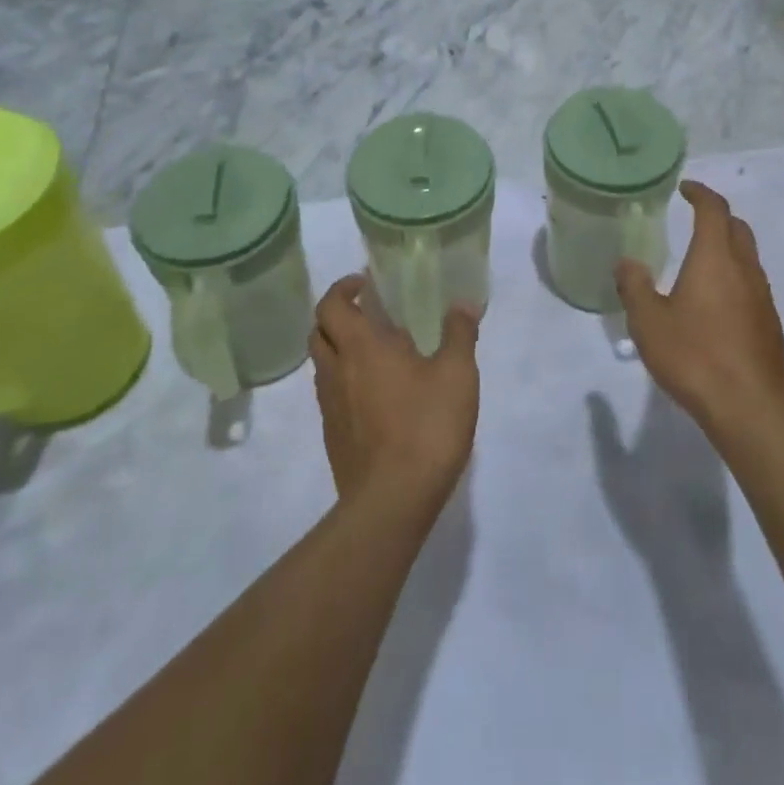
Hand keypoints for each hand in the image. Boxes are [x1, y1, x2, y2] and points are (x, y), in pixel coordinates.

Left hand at [310, 277, 479, 510]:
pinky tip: (380, 394)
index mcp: (362, 348)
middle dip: (339, 315)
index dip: (342, 288)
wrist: (392, 501)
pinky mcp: (334, 437)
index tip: (365, 283)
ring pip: (323, 365)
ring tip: (379, 352)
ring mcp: (331, 407)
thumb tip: (464, 303)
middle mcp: (337, 371)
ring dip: (341, 348)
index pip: (331, 305)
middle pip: (319, 332)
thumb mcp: (457, 374)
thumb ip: (459, 334)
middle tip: (371, 313)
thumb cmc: (426, 427)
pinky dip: (347, 381)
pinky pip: (332, 395)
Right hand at [616, 181, 783, 439]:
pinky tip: (716, 303)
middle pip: (737, 228)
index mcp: (715, 258)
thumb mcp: (649, 323)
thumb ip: (635, 287)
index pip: (714, 209)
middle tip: (693, 220)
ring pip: (748, 257)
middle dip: (717, 216)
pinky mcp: (770, 324)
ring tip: (701, 262)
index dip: (700, 193)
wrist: (750, 408)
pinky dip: (735, 277)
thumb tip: (627, 263)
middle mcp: (744, 269)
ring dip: (728, 248)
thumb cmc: (694, 357)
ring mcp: (763, 298)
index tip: (685, 189)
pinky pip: (752, 285)